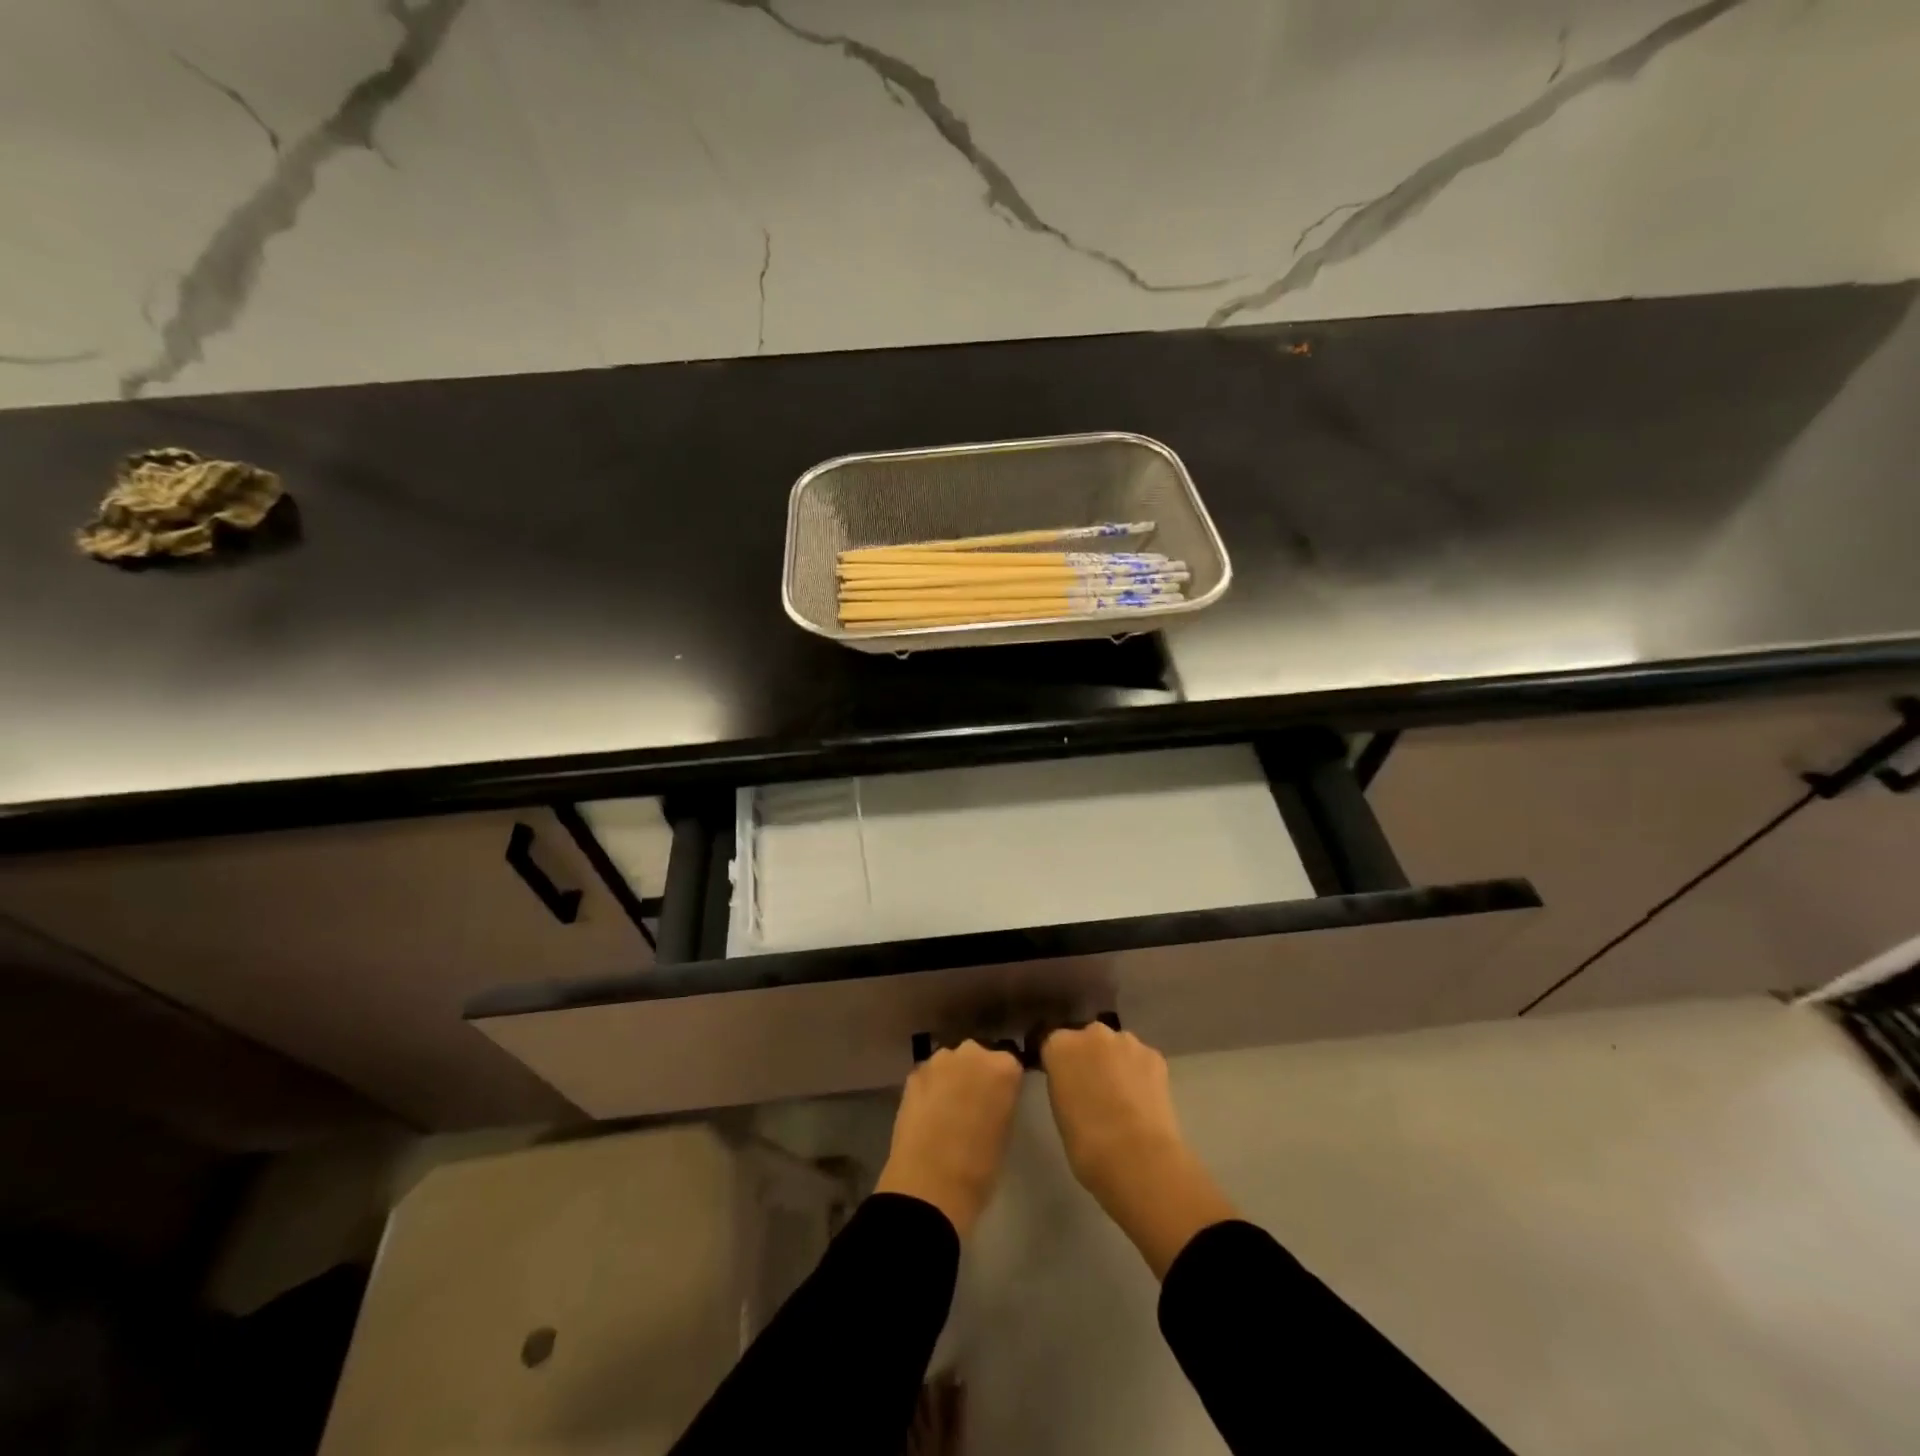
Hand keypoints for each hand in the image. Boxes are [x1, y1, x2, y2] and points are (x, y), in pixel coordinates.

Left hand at [875, 1040, 1022, 1238]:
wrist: (929, 1185)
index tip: (999, 1103)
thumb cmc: (979, 1167)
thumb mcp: (1005, 1132)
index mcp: (1003, 1067)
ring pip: (951, 1064)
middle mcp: (972, 1053)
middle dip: (976, 1075)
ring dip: (952, 1079)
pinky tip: (929, 1113)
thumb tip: (992, 1099)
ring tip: (948, 1110)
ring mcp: (939, 1061)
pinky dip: (930, 1088)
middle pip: (978, 1057)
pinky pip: (929, 1076)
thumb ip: (1001, 1102)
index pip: (1009, 1066)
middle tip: (974, 1105)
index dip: (1003, 1085)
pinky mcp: (913, 1074)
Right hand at [1040, 1023, 1237, 1277]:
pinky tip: (1140, 1108)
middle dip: (1086, 1060)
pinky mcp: (1156, 1060)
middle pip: (1084, 1040)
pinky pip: (1138, 1062)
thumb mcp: (1061, 1118)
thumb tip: (1073, 1086)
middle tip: (1089, 1098)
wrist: (1143, 1164)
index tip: (1058, 1086)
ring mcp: (1128, 1044)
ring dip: (1113, 1067)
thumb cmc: (1088, 1148)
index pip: (1049, 1041)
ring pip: (1114, 1050)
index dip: (1054, 1064)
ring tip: (1118, 1107)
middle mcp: (1094, 1033)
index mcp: (1061, 1046)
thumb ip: (1064, 1089)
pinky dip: (1136, 1077)